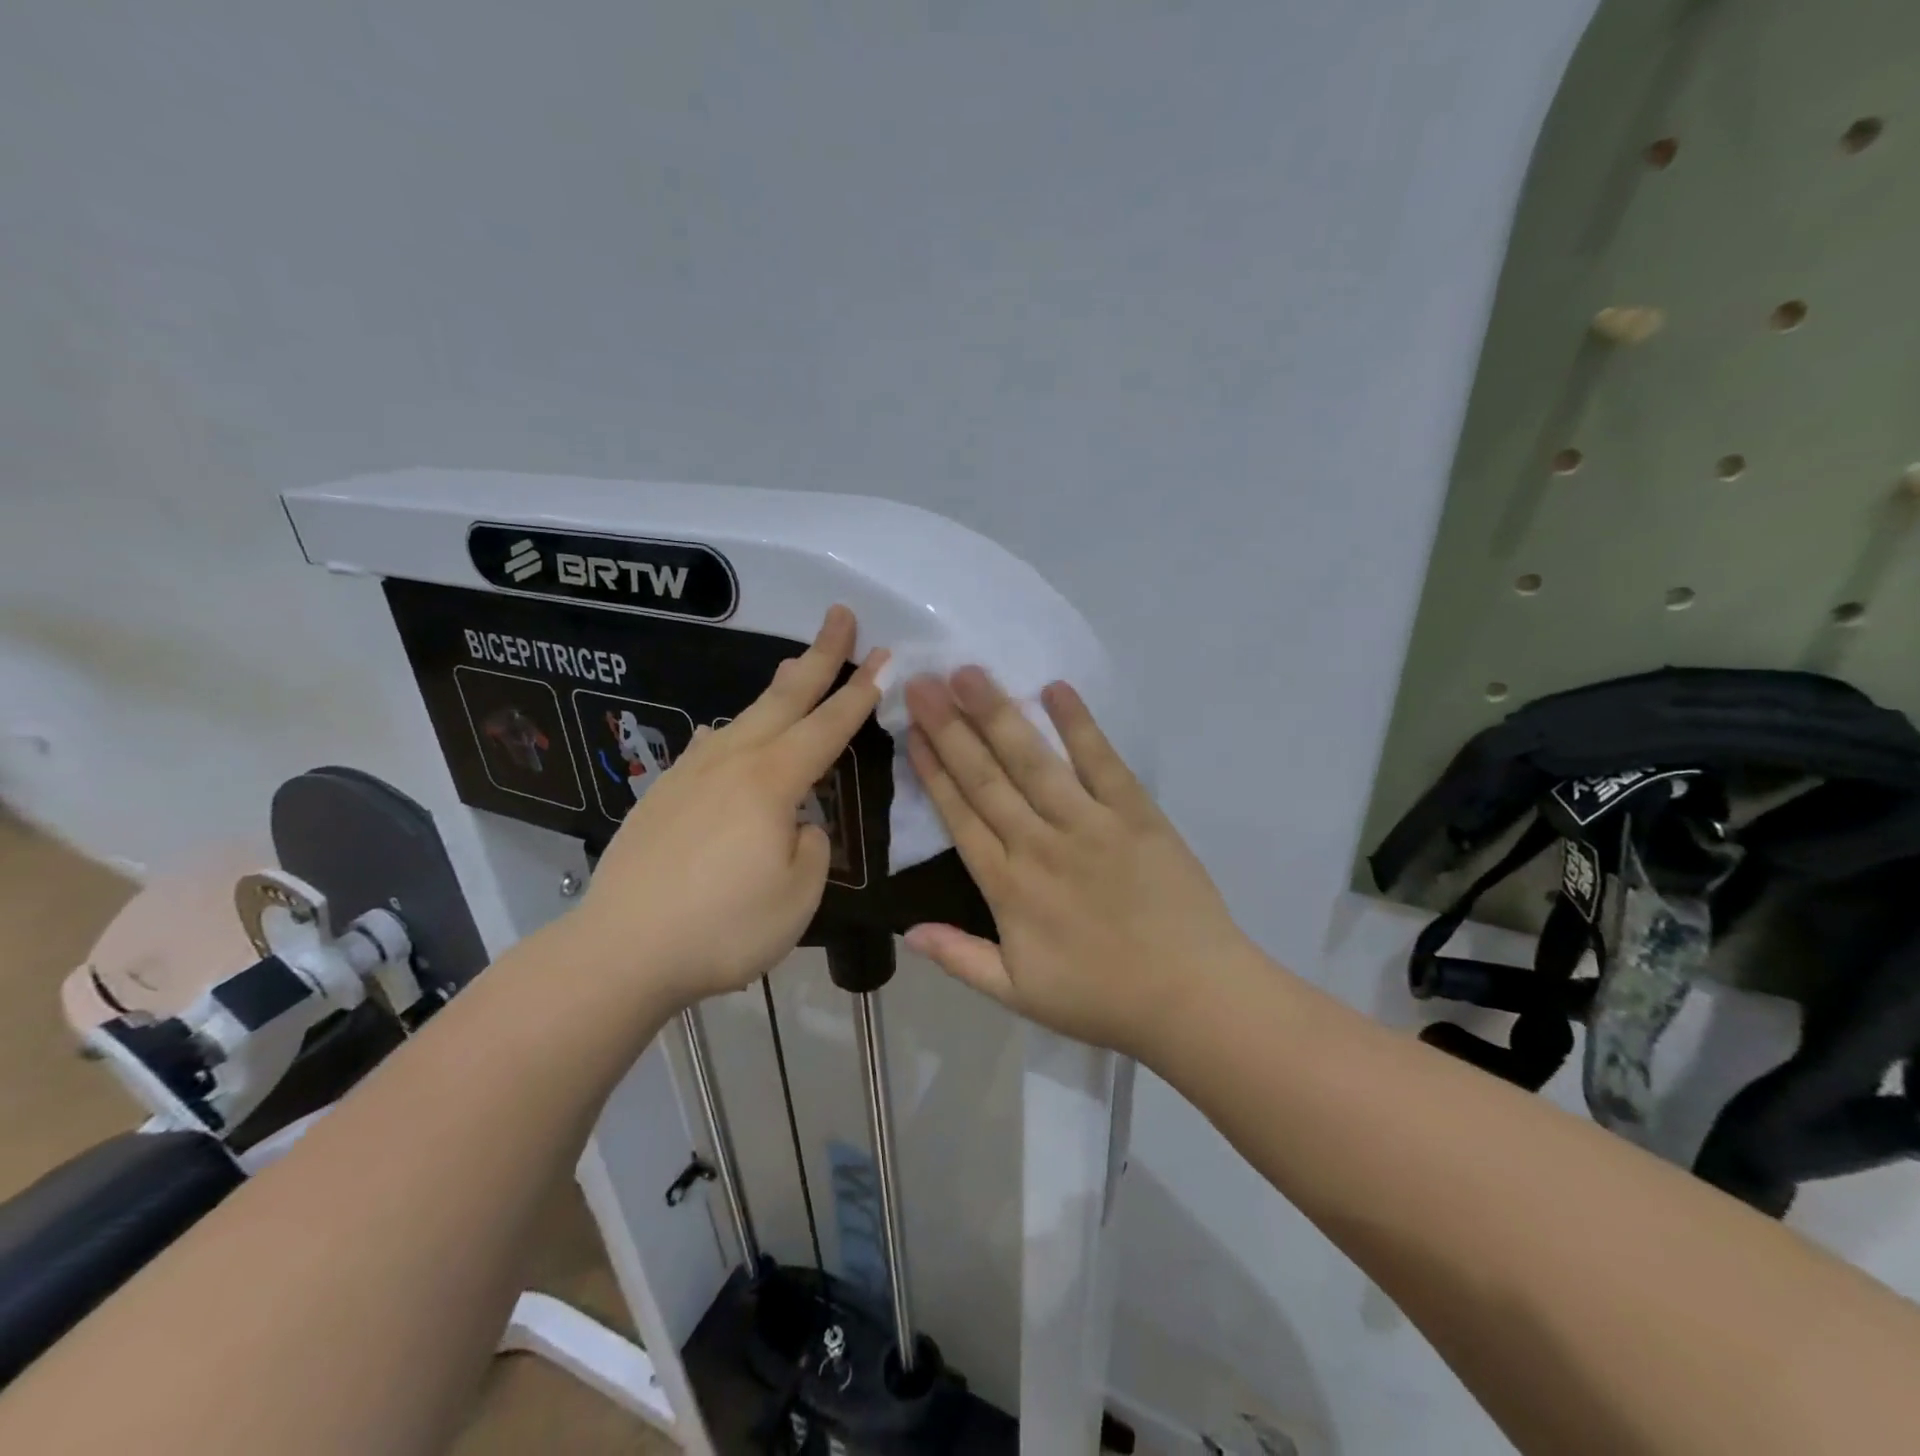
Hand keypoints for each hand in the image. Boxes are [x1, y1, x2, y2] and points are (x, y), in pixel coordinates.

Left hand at [569, 606, 886, 1009]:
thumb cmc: (722, 928)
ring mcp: (690, 774)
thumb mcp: (797, 897)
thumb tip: (798, 825)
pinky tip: (728, 734)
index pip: (828, 726)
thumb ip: (811, 848)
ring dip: (777, 689)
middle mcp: (731, 762)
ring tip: (795, 667)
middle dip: (819, 656)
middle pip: (784, 698)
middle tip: (839, 616)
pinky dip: (735, 730)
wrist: (618, 951)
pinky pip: (711, 746)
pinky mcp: (662, 794)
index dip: (861, 691)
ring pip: (744, 717)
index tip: (885, 655)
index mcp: (771, 782)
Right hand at [903, 668, 1254, 1059]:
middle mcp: (1040, 844)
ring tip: (969, 673)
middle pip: (987, 777)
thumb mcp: (1018, 994)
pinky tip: (1055, 689)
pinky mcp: (1136, 814)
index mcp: (1008, 887)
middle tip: (923, 682)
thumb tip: (904, 931)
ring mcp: (1089, 824)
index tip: (913, 730)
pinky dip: (1079, 725)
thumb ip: (960, 958)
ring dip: (999, 714)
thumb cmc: (1102, 998)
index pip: (961, 816)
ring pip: (1034, 761)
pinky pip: (1102, 762)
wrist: (1192, 998)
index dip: (933, 770)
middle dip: (950, 727)